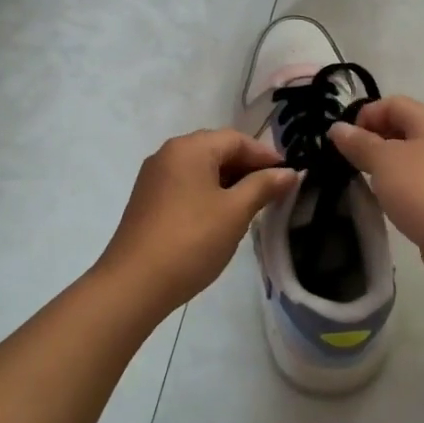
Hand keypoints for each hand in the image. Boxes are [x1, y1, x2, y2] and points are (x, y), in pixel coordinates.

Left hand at [97, 129, 298, 315]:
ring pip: (200, 169)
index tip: (289, 176)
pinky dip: (208, 193)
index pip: (236, 139)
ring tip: (252, 205)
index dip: (266, 155)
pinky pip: (185, 185)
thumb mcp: (235, 212)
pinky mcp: (147, 200)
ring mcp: (154, 177)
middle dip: (247, 167)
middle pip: (216, 149)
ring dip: (228, 181)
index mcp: (189, 148)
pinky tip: (221, 216)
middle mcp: (168, 154)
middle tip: (274, 190)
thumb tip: (289, 173)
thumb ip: (263, 186)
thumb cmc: (192, 240)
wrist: (134, 283)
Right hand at [329, 96, 423, 293]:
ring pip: (406, 162)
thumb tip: (337, 128)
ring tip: (360, 184)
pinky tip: (384, 206)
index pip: (392, 103)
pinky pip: (414, 188)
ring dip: (383, 170)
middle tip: (345, 163)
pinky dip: (396, 192)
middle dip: (371, 143)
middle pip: (400, 131)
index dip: (365, 115)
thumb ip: (359, 144)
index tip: (342, 141)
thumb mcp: (385, 161)